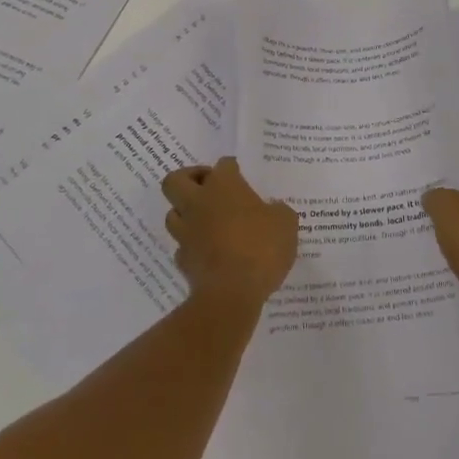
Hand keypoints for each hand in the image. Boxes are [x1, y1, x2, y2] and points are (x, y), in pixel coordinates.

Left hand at [161, 157, 299, 309]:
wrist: (231, 293)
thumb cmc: (261, 248)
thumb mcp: (286, 224)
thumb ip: (277, 211)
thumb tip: (272, 209)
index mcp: (224, 186)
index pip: (223, 165)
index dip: (232, 168)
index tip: (240, 174)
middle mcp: (198, 203)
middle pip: (175, 180)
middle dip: (189, 179)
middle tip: (208, 187)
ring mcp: (186, 232)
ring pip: (172, 213)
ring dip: (186, 213)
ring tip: (206, 220)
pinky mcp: (183, 260)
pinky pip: (182, 246)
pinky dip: (192, 245)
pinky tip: (208, 251)